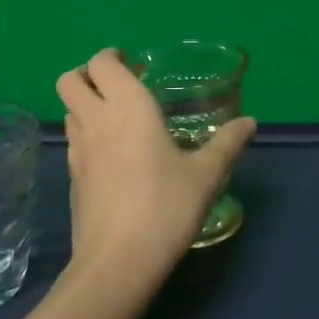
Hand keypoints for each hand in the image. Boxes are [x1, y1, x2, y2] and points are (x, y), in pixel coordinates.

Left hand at [56, 49, 256, 287]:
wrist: (118, 261)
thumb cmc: (165, 207)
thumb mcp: (205, 176)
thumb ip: (227, 144)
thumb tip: (250, 122)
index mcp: (128, 107)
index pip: (102, 62)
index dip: (112, 56)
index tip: (134, 64)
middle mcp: (96, 120)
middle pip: (69, 80)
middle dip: (87, 74)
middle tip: (119, 87)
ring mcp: (78, 150)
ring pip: (68, 110)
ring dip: (86, 104)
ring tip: (118, 120)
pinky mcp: (72, 178)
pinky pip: (74, 141)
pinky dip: (87, 135)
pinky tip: (113, 156)